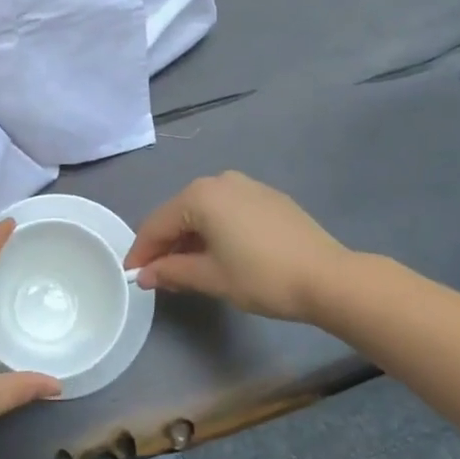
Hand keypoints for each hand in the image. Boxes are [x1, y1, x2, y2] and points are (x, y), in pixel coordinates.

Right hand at [125, 172, 351, 323]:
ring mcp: (247, 185)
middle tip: (157, 275)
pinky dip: (216, 230)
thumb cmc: (262, 277)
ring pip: (205, 211)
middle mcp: (220, 181)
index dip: (142, 251)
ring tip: (186, 269)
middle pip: (180, 213)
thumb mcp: (211, 278)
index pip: (157, 224)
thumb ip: (172, 272)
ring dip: (191, 238)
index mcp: (200, 196)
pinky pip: (228, 210)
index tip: (131, 275)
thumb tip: (145, 274)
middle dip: (166, 244)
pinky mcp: (268, 197)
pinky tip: (219, 254)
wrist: (327, 277)